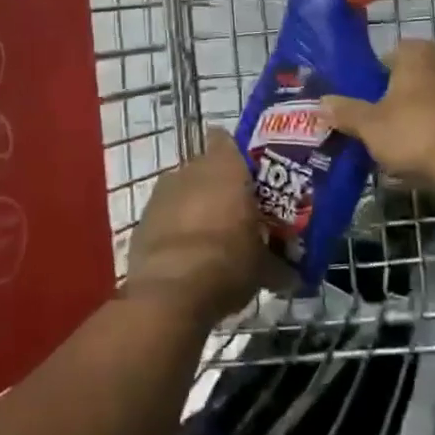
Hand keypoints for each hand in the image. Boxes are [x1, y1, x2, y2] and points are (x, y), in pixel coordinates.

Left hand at [124, 129, 276, 326]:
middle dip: (217, 187)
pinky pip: (163, 217)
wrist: (170, 294)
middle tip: (235, 212)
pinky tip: (186, 256)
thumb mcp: (264, 266)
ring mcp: (160, 194)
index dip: (235, 154)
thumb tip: (293, 276)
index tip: (247, 174)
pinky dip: (173, 229)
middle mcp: (189, 170)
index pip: (225, 140)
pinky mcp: (141, 221)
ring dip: (193, 208)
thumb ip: (277, 261)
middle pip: (204, 169)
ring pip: (182, 192)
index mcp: (225, 168)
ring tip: (210, 237)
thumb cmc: (228, 263)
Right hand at [320, 40, 434, 188]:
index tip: (365, 100)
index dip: (374, 76)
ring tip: (402, 143)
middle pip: (412, 76)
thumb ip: (345, 111)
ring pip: (434, 97)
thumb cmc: (415, 132)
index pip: (389, 54)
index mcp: (417, 52)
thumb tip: (320, 102)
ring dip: (420, 114)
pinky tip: (427, 154)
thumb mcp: (370, 125)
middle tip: (378, 122)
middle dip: (397, 96)